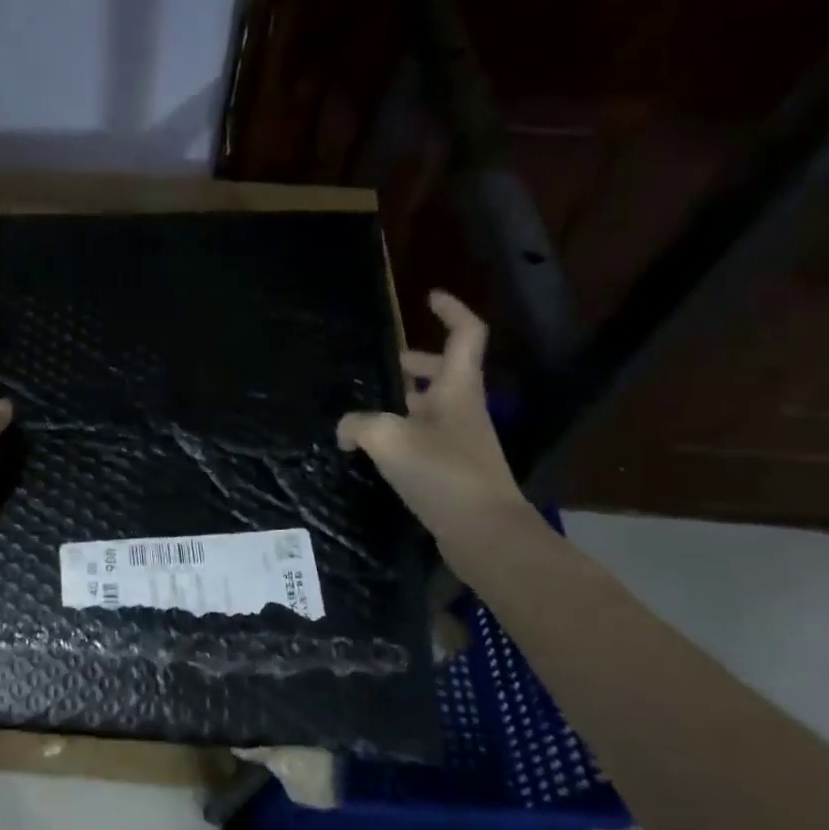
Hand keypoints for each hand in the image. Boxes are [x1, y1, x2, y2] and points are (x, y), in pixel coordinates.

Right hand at [337, 291, 529, 550]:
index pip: (465, 334)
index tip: (428, 297)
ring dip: (403, 400)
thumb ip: (358, 425)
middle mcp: (463, 409)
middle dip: (415, 362)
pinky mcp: (452, 469)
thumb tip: (345, 430)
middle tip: (384, 366)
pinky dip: (401, 434)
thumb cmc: (442, 472)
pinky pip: (424, 437)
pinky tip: (374, 450)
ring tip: (364, 410)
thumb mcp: (388, 438)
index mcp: (457, 388)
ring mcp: (460, 440)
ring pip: (431, 406)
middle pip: (445, 370)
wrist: (483, 532)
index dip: (451, 310)